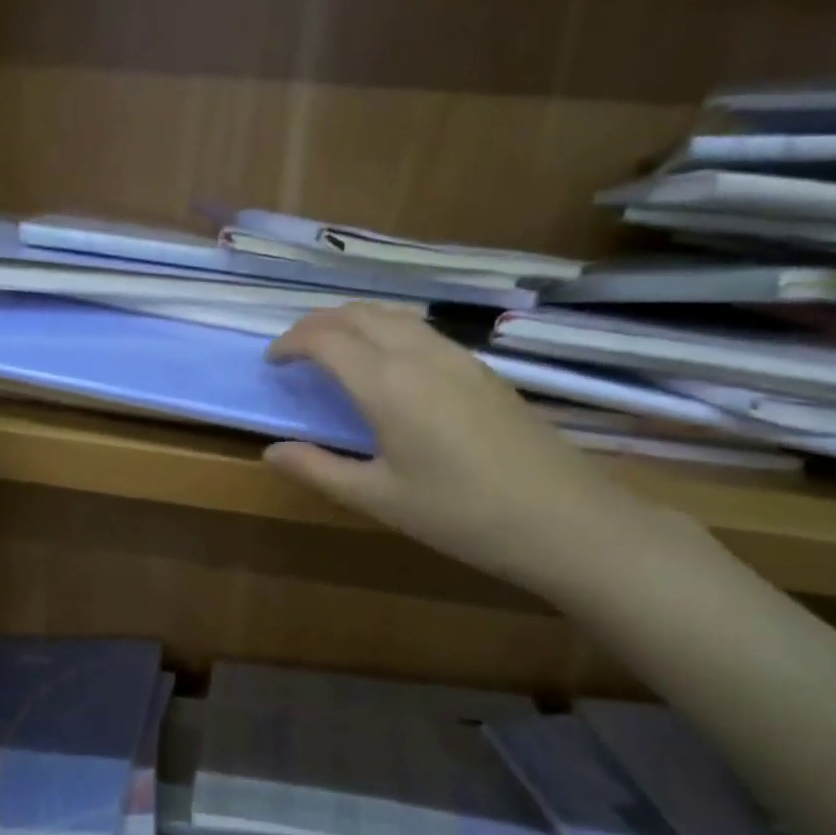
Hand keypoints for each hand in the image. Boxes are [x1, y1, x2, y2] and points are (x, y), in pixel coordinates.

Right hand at [264, 305, 654, 601]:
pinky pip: (420, 328)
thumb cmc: (461, 514)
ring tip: (333, 350)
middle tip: (295, 352)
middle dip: (317, 324)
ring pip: (392, 314)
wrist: (564, 520)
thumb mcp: (378, 499)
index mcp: (387, 384)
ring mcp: (456, 356)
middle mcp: (419, 354)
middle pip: (357, 314)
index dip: (290, 343)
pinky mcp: (481, 367)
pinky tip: (387, 362)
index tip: (272, 362)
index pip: (325, 338)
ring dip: (353, 321)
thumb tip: (272, 451)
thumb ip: (318, 469)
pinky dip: (386, 329)